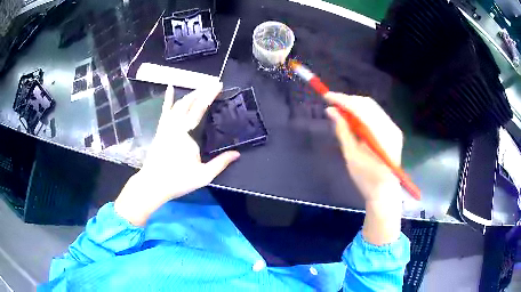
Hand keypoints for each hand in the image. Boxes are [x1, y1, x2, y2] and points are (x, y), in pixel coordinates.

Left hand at [115, 83, 239, 225]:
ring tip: (200, 88)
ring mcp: (166, 126)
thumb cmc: (177, 180)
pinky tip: (170, 88)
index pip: (200, 108)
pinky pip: (165, 111)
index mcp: (186, 133)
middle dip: (201, 91)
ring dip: (189, 94)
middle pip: (189, 102)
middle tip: (212, 84)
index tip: (218, 85)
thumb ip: (220, 163)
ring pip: (177, 104)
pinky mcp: (161, 130)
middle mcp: (175, 125)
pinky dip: (167, 99)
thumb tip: (237, 154)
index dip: (209, 95)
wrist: (153, 184)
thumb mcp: (203, 175)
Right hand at [325, 92, 403, 244]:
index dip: (343, 100)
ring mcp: (394, 128)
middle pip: (368, 104)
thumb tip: (331, 111)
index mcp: (382, 136)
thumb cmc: (366, 179)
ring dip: (355, 105)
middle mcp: (391, 128)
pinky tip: (353, 117)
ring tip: (340, 110)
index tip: (327, 96)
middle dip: (349, 100)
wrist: (385, 192)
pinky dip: (363, 112)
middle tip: (332, 103)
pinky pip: (376, 114)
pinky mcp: (393, 131)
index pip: (362, 109)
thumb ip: (343, 131)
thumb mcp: (351, 156)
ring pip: (372, 107)